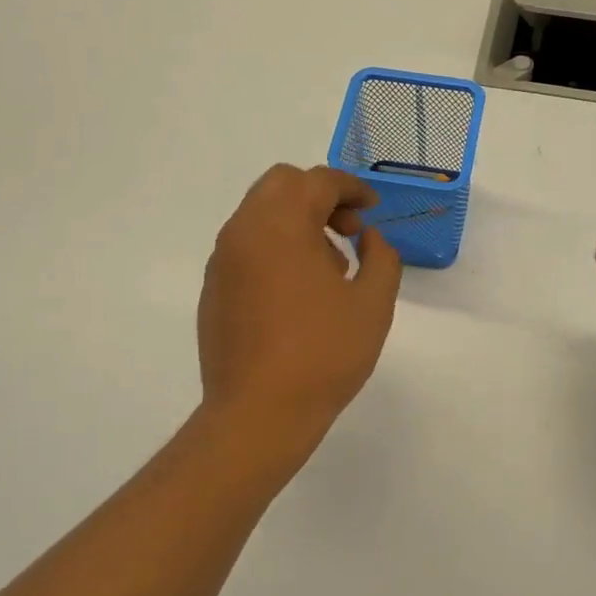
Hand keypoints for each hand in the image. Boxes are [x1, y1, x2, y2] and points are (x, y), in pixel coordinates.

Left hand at [198, 164, 402, 446]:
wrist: (258, 413)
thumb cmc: (324, 354)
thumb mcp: (373, 303)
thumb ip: (381, 257)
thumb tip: (368, 238)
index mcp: (281, 225)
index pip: (317, 181)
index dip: (352, 188)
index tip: (372, 210)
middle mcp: (243, 231)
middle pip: (281, 185)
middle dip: (319, 196)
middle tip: (349, 231)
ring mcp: (222, 261)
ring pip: (260, 214)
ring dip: (296, 221)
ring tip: (330, 267)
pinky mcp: (213, 289)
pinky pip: (246, 246)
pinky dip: (275, 247)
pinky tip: (298, 292)